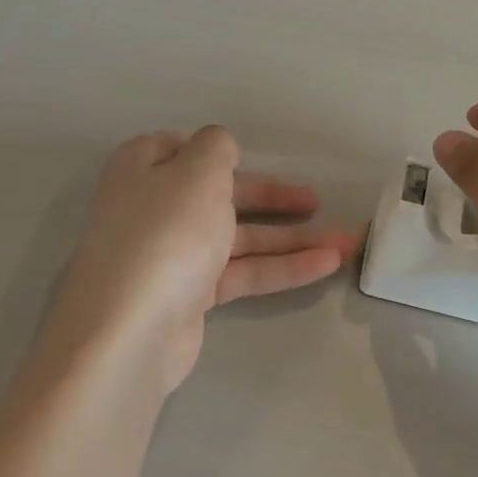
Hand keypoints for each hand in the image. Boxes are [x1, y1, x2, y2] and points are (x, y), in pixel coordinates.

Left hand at [42, 127, 359, 392]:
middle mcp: (153, 210)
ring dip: (291, 238)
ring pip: (238, 238)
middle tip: (314, 201)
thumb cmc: (167, 232)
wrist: (132, 329)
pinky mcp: (190, 296)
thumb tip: (219, 148)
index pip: (175, 149)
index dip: (211, 151)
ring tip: (346, 241)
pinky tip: (326, 264)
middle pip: (219, 195)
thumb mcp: (198, 171)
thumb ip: (216, 147)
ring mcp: (172, 256)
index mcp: (142, 171)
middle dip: (271, 198)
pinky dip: (281, 267)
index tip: (246, 157)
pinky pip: (242, 272)